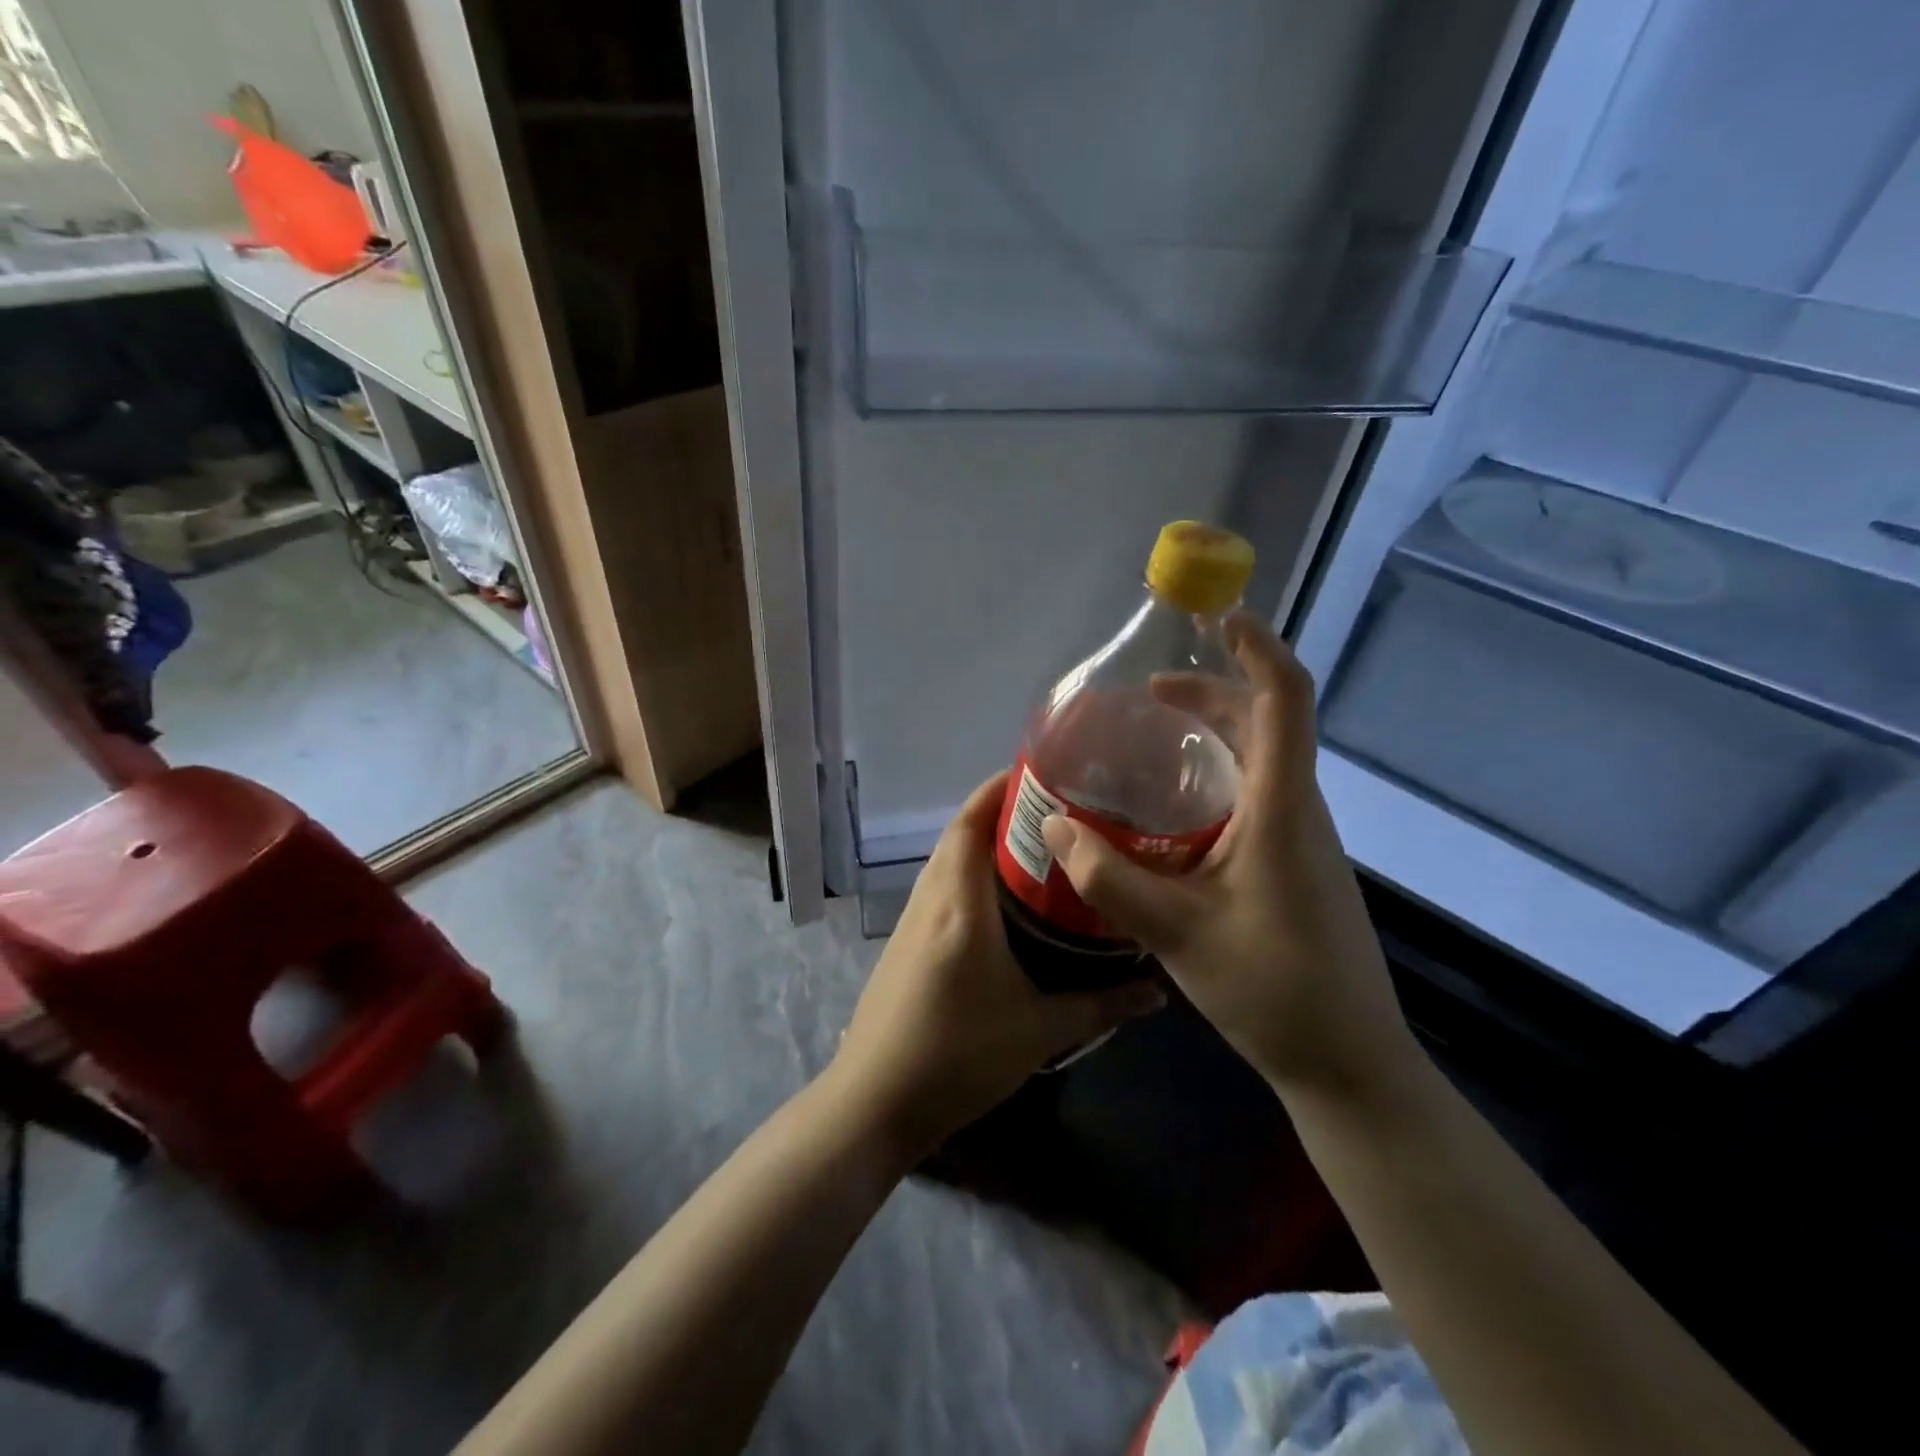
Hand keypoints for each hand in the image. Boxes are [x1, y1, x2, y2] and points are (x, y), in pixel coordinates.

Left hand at [830, 773, 1164, 1157]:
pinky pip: (939, 886)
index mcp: (959, 904)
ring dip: (982, 842)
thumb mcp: (1039, 1031)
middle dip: (1000, 812)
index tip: (1042, 775)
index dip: (999, 789)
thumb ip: (1101, 1004)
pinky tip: (1001, 899)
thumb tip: (1157, 991)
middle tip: (1055, 812)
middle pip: (959, 833)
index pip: (971, 823)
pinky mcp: (904, 942)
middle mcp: (930, 899)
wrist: (875, 1101)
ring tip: (1036, 847)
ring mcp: (910, 920)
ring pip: (947, 859)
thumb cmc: (957, 1057)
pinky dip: (967, 872)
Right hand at [1039, 613, 1416, 1098]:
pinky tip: (1175, 814)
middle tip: (1148, 697)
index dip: (1257, 649)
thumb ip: (1108, 877)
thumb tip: (1054, 826)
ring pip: (1263, 761)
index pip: (1284, 701)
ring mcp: (1304, 839)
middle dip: (1212, 693)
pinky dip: (1218, 778)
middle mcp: (1299, 810)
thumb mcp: (1175, 931)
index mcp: (1281, 809)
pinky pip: (1260, 796)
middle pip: (1267, 723)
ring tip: (1154, 742)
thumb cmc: (1271, 988)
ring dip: (1214, 736)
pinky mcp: (1298, 865)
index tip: (1217, 618)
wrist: (1348, 1063)